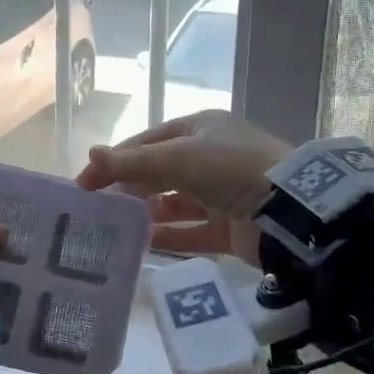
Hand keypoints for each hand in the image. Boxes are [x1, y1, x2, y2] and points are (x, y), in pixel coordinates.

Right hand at [76, 111, 290, 264]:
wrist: (288, 209)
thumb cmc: (229, 169)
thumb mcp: (176, 157)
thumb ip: (131, 161)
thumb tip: (90, 154)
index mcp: (201, 129)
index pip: (147, 141)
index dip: (114, 159)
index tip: (84, 182)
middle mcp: (211, 158)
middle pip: (159, 172)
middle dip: (128, 187)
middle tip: (96, 207)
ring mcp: (222, 194)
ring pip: (174, 203)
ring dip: (146, 213)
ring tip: (114, 227)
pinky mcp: (230, 227)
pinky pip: (191, 232)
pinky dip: (167, 236)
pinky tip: (140, 244)